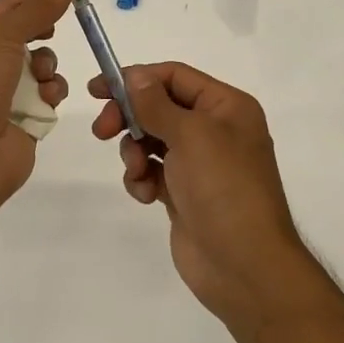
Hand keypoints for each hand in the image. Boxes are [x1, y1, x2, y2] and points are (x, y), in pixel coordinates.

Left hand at [0, 0, 85, 232]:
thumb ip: (37, 6)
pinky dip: (51, 94)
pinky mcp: (23, 121)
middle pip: (26, 33)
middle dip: (48, 26)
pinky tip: (47, 99)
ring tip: (42, 74)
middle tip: (77, 13)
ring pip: (40, 65)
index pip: (11, 4)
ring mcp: (2, 95)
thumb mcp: (1, 36)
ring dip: (48, 65)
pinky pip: (47, 96)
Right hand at [91, 62, 323, 333]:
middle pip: (158, 106)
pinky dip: (142, 179)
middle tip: (102, 131)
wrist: (244, 266)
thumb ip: (156, 103)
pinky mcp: (184, 193)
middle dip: (130, 117)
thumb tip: (135, 76)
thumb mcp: (191, 135)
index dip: (136, 78)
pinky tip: (146, 195)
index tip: (99, 89)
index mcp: (226, 107)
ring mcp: (199, 163)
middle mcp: (215, 129)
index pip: (174, 76)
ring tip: (138, 172)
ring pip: (151, 140)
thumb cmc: (223, 188)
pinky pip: (152, 172)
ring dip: (135, 152)